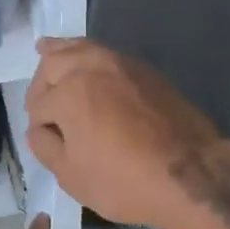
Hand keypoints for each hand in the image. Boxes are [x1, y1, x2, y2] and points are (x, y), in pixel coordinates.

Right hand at [24, 37, 229, 228]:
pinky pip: (104, 53)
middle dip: (41, 83)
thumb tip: (39, 129)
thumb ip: (45, 147)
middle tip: (41, 103)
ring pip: (80, 48)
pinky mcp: (144, 70)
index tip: (46, 140)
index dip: (38, 126)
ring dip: (60, 52)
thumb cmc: (124, 180)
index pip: (38, 106)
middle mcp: (90, 68)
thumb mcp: (71, 176)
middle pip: (53, 63)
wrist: (191, 174)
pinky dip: (87, 53)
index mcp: (68, 93)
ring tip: (46, 49)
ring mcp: (120, 63)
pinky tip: (85, 62)